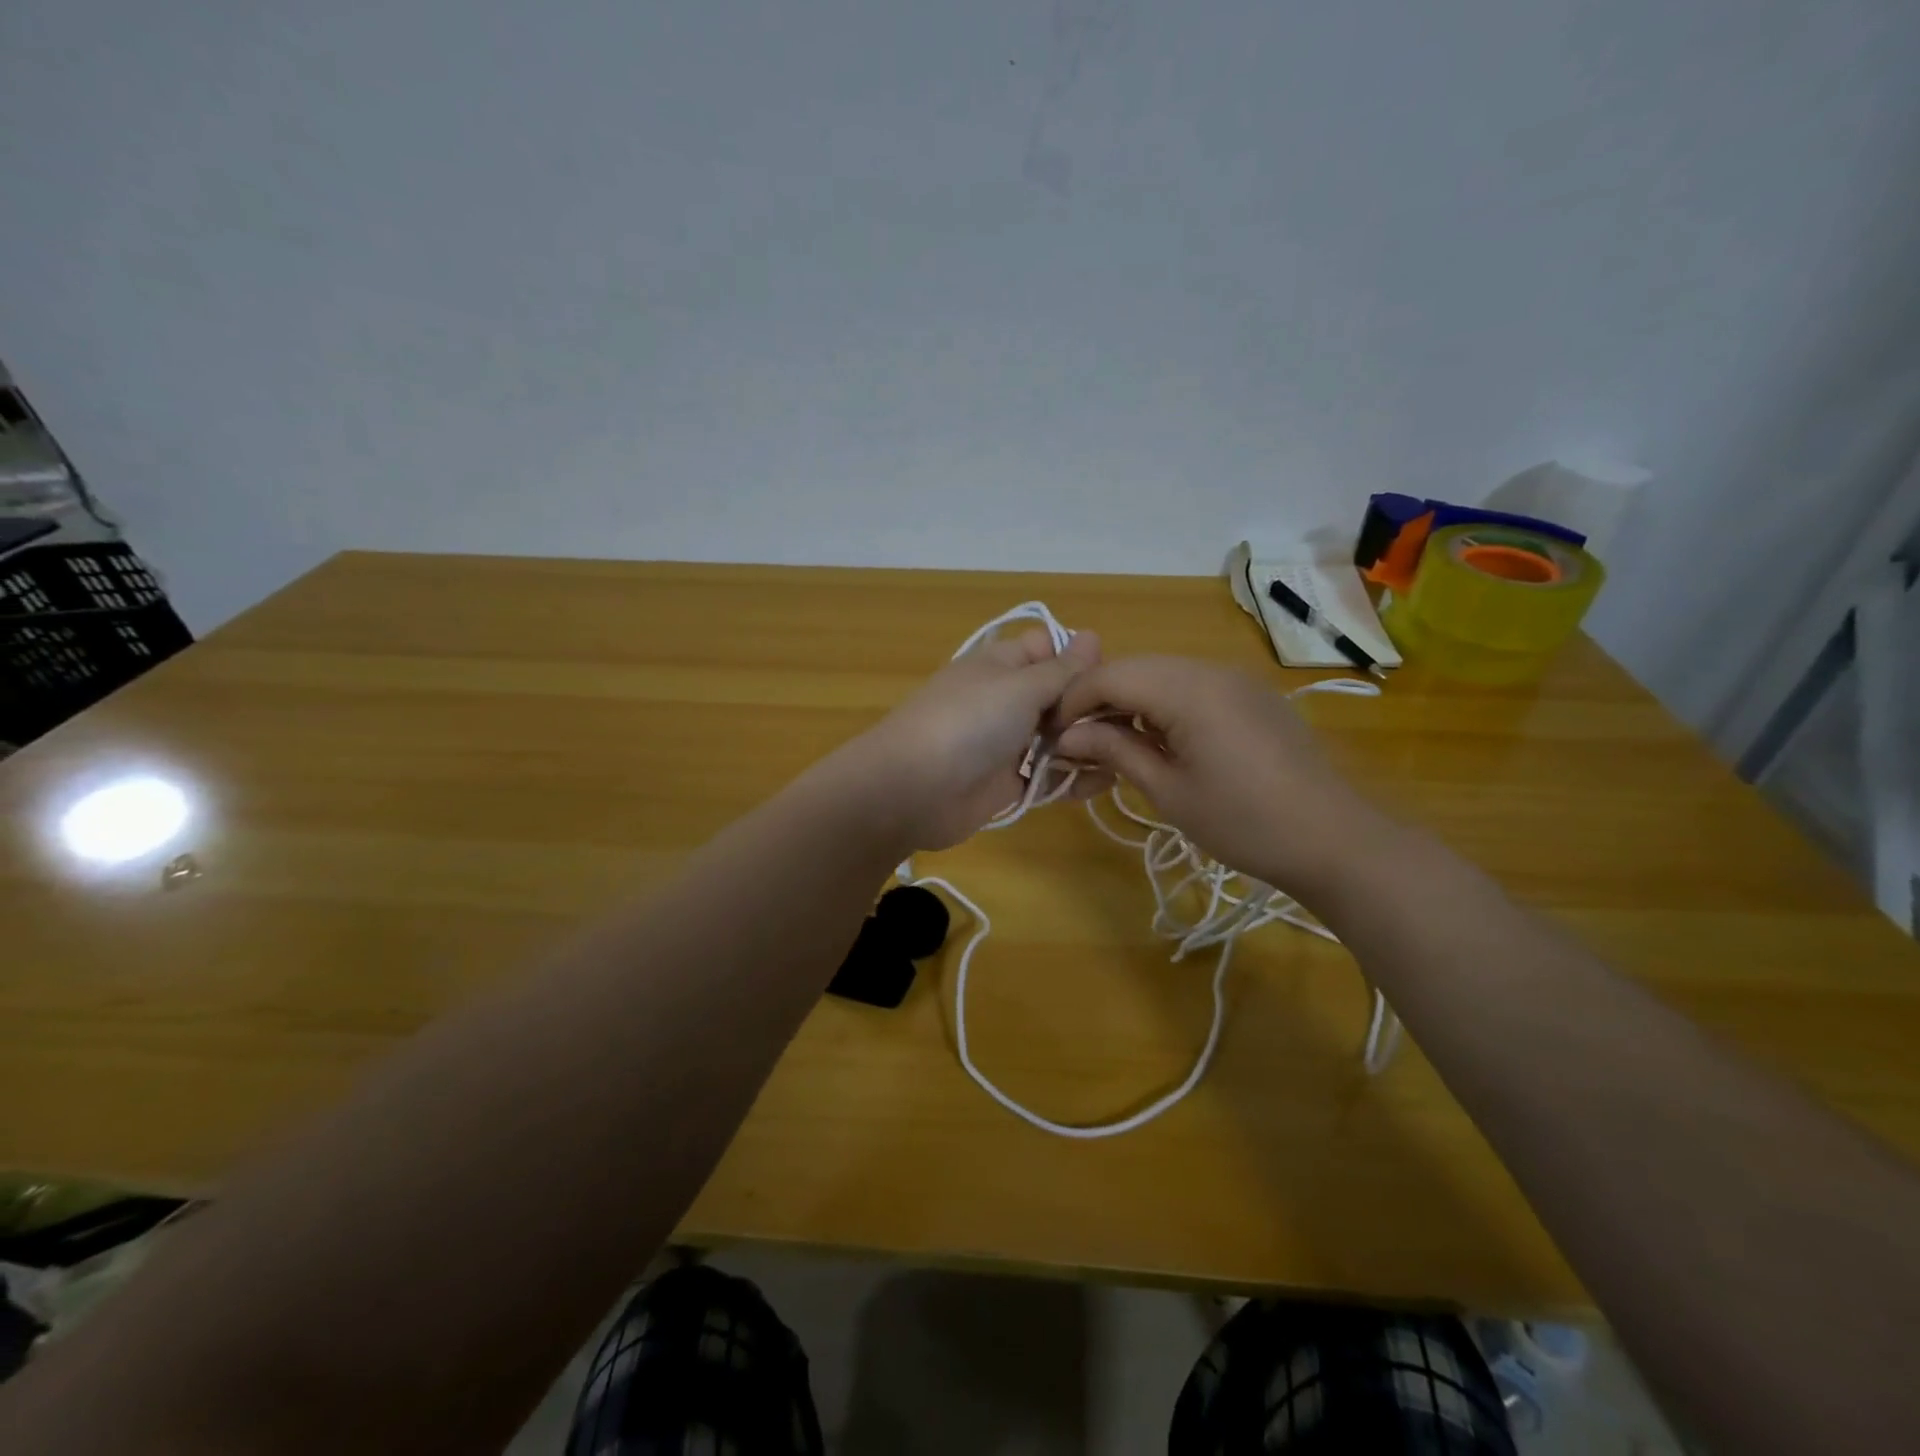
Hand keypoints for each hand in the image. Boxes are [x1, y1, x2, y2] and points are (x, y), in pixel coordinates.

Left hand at [841, 627, 1104, 850]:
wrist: (912, 790)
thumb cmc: (968, 723)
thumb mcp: (1019, 686)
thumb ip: (1061, 669)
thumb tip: (1091, 635)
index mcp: (1003, 665)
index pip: (1047, 648)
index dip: (1078, 658)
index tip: (1109, 677)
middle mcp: (1007, 700)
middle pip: (1059, 695)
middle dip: (1092, 706)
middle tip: (1129, 722)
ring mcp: (1008, 743)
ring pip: (1059, 737)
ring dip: (1090, 743)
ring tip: (1129, 751)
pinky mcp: (1010, 783)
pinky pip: (1050, 776)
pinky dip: (1077, 778)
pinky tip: (1110, 779)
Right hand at [1054, 656, 1396, 899]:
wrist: (1332, 838)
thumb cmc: (1242, 821)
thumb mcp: (1169, 790)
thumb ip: (1115, 751)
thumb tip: (1067, 737)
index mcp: (1187, 689)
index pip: (1110, 676)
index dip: (1073, 701)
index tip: (1052, 735)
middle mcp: (1209, 669)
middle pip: (1134, 668)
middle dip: (1098, 699)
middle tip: (1077, 741)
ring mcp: (1235, 679)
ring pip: (1162, 674)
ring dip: (1129, 701)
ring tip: (1112, 743)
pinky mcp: (1250, 694)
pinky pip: (1191, 685)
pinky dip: (1161, 704)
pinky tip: (1157, 739)